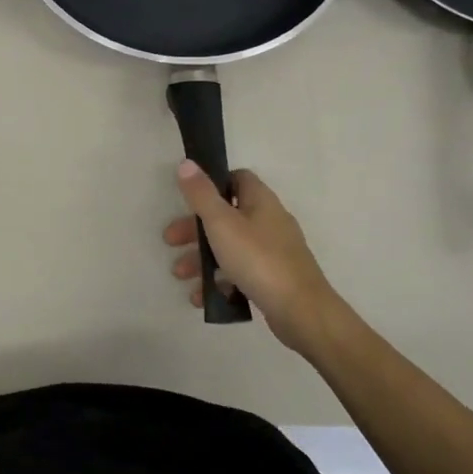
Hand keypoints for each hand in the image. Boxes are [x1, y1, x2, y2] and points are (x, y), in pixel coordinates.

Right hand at [164, 160, 346, 354]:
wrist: (301, 311)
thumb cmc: (258, 260)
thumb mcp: (221, 223)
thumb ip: (201, 194)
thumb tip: (186, 162)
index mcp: (261, 201)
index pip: (237, 178)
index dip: (212, 184)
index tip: (188, 199)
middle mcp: (270, 221)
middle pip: (227, 215)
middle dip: (195, 229)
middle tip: (171, 242)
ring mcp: (274, 251)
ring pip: (231, 246)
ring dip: (202, 258)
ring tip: (180, 276)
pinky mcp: (274, 277)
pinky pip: (240, 271)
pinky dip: (219, 279)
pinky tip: (201, 296)